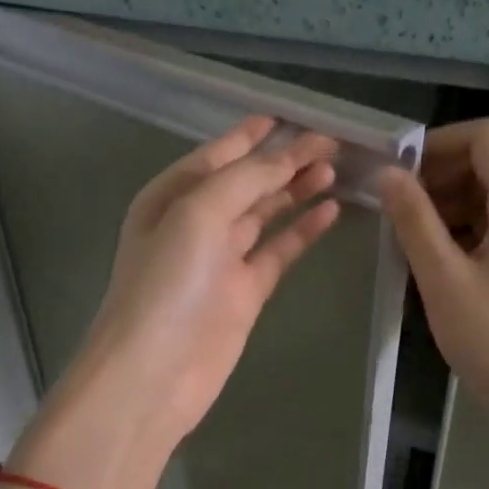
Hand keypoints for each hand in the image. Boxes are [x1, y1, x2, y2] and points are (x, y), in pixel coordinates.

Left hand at [59, 115, 340, 457]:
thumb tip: (285, 157)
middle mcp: (195, 224)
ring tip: (334, 169)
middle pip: (246, 182)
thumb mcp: (197, 215)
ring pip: (265, 214)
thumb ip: (244, 180)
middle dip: (283, 160)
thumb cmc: (166, 284)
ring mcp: (221, 260)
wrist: (154, 372)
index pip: (218, 155)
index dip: (251, 135)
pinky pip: (278, 252)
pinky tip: (329, 212)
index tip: (287, 115)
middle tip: (330, 142)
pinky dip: (301, 231)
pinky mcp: (245, 293)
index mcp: (171, 197)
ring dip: (296, 191)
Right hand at [379, 122, 488, 479]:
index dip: (439, 143)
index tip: (400, 172)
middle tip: (397, 212)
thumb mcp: (442, 278)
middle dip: (439, 179)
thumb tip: (390, 175)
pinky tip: (438, 267)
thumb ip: (414, 220)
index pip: (486, 139)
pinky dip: (467, 235)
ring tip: (410, 244)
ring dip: (449, 210)